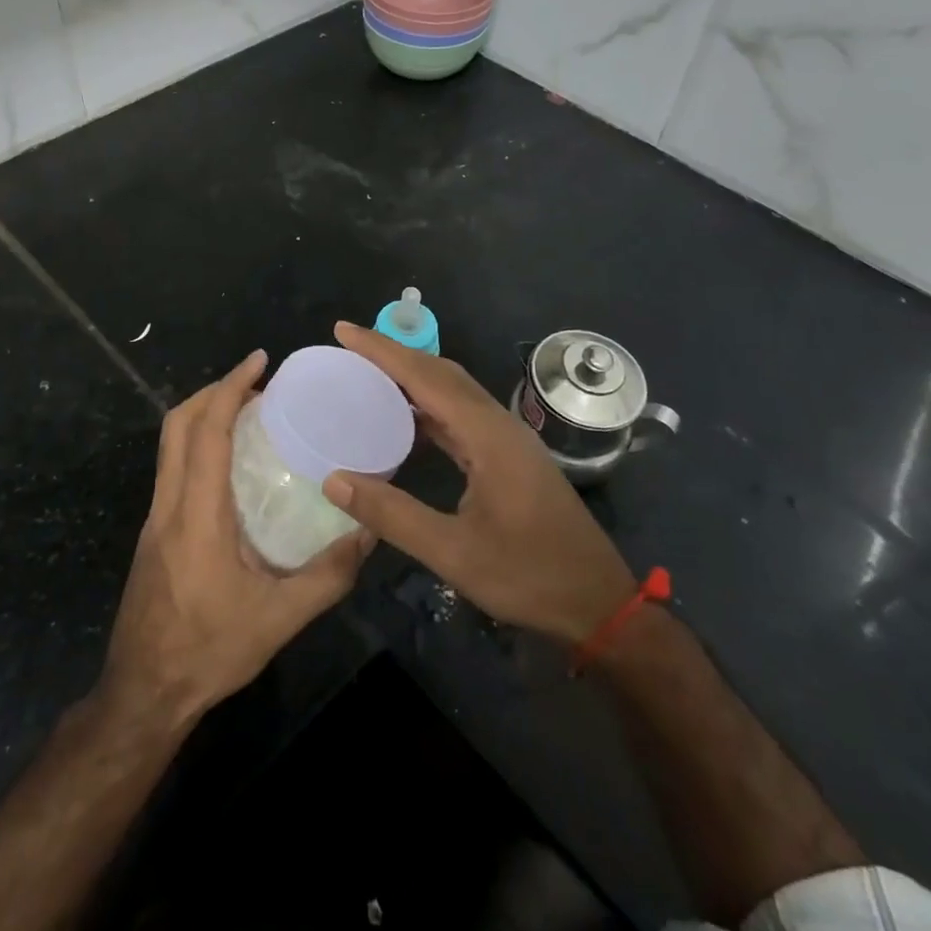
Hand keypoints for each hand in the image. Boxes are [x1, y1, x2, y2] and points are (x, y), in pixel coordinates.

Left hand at [101, 349, 372, 726]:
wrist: (143, 694)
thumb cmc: (208, 652)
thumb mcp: (279, 619)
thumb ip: (328, 576)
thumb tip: (369, 532)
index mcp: (197, 514)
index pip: (205, 431)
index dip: (229, 387)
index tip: (259, 361)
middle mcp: (169, 505)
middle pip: (177, 425)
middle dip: (213, 391)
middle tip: (257, 383)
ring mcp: (156, 518)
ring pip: (170, 445)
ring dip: (203, 416)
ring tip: (249, 414)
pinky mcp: (154, 534)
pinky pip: (173, 468)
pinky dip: (198, 444)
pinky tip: (231, 465)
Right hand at [322, 323, 637, 643]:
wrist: (597, 601)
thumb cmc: (529, 575)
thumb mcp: (454, 552)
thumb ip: (393, 515)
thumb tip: (334, 480)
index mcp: (488, 435)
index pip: (426, 377)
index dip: (383, 350)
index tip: (344, 330)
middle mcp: (499, 424)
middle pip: (441, 373)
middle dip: (395, 355)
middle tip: (350, 348)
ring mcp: (507, 439)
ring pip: (454, 392)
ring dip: (412, 378)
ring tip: (368, 376)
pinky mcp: (509, 456)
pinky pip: (461, 416)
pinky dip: (429, 408)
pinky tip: (406, 422)